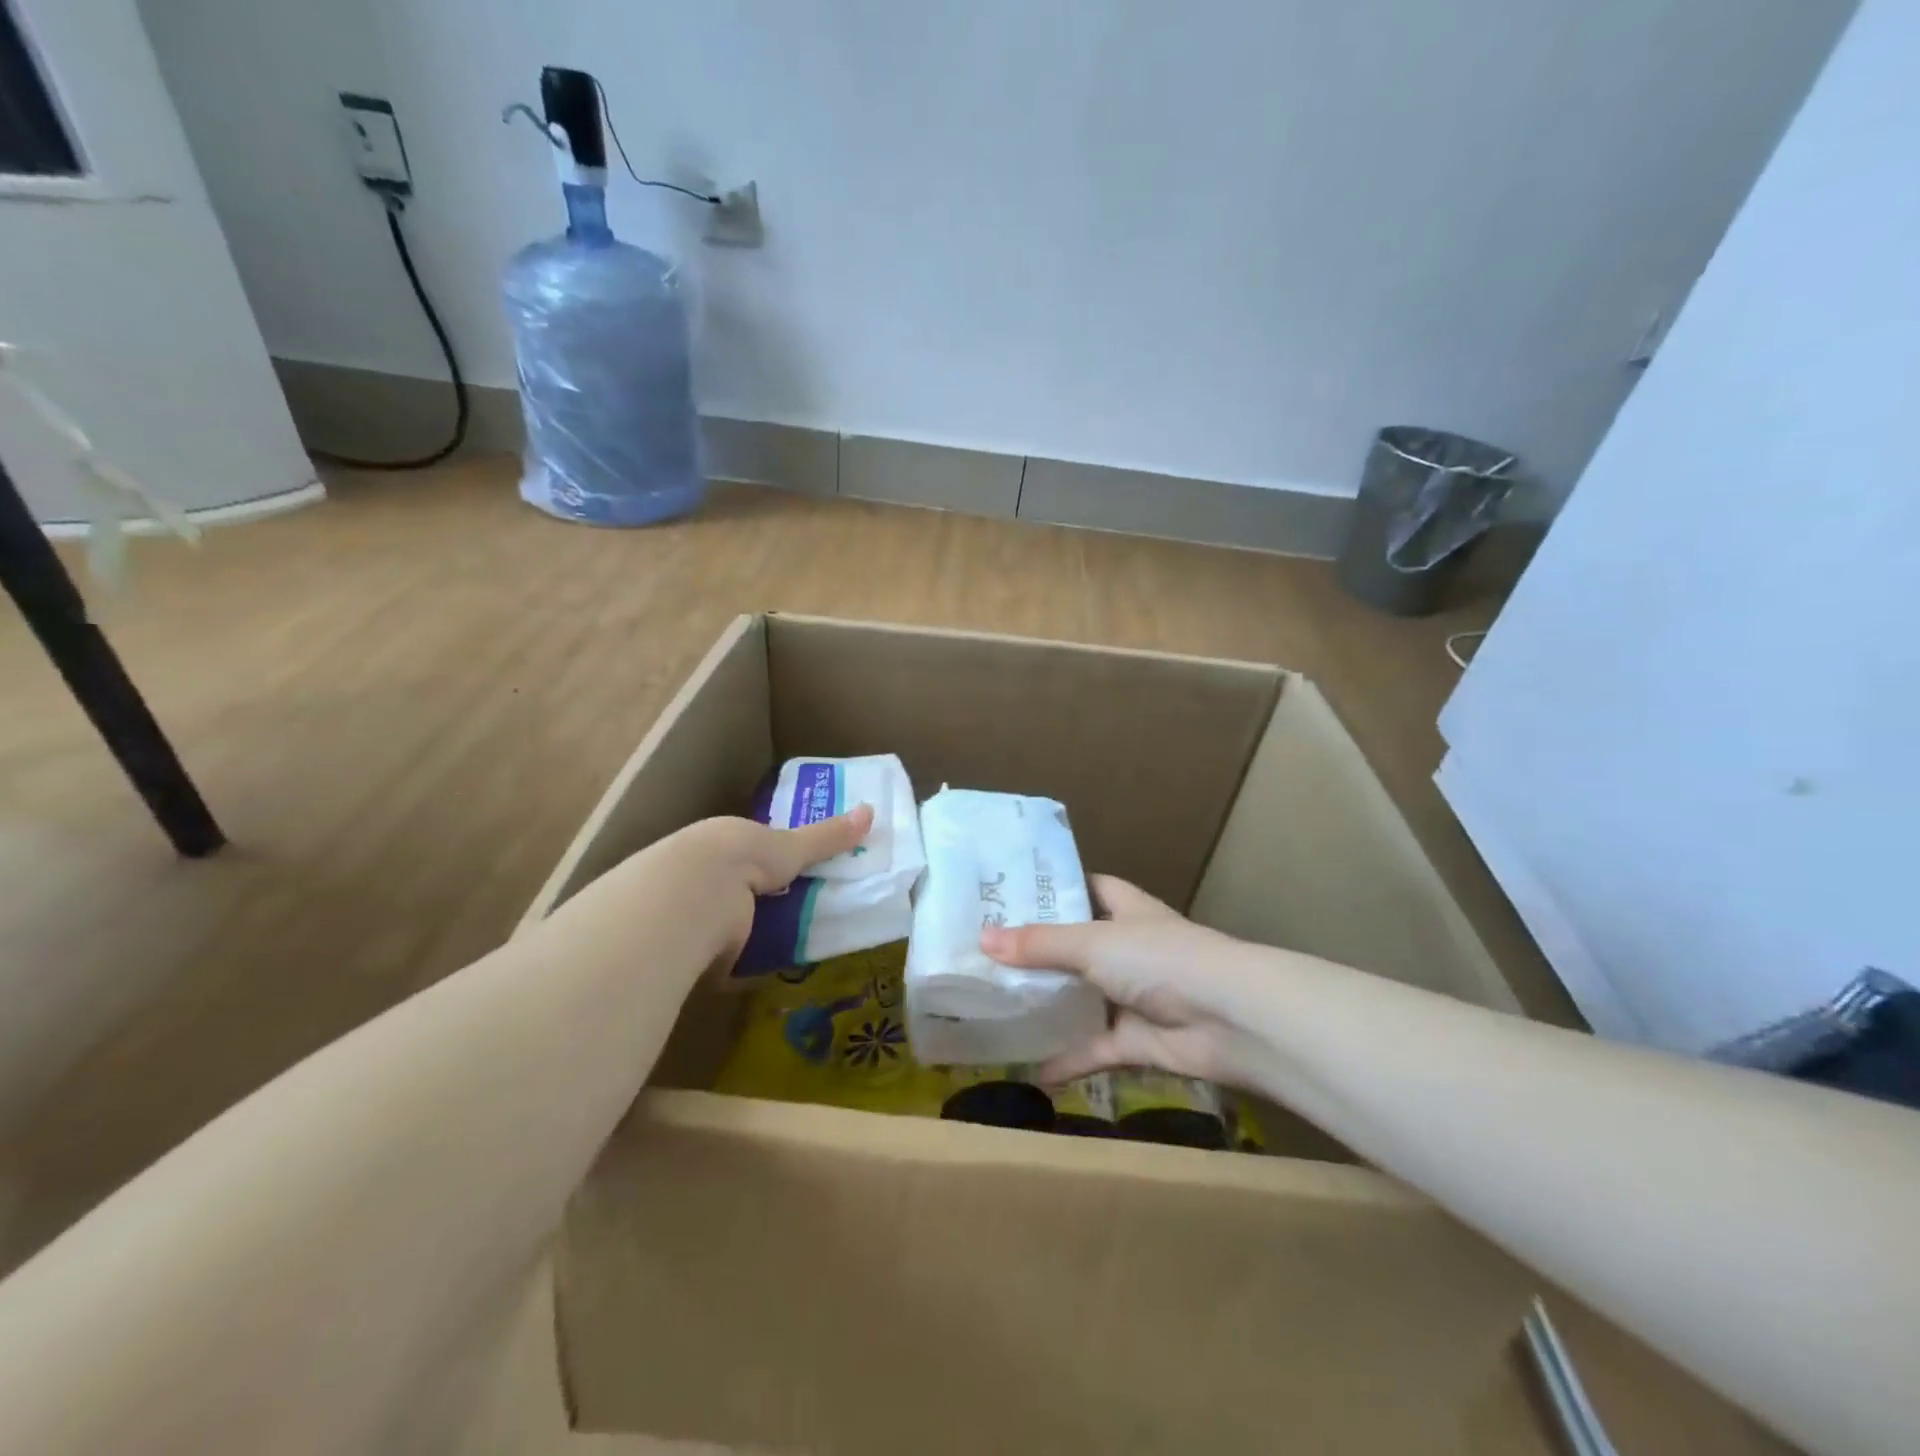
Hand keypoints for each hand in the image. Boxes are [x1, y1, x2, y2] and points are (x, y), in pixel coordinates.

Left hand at [657, 804, 873, 974]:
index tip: (796, 878)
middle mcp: (703, 874)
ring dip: (749, 935)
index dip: (772, 864)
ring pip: (726, 923)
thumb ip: (826, 837)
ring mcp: (691, 912)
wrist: (690, 897)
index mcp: (725, 842)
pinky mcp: (687, 949)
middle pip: (740, 890)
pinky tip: (759, 972)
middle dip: (763, 903)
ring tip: (788, 948)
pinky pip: (718, 958)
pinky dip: (737, 964)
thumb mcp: (790, 846)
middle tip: (801, 917)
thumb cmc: (741, 858)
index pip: (751, 852)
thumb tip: (871, 811)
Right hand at [980, 876, 1276, 1090]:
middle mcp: (1129, 948)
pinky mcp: (1137, 1040)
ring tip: (999, 1005)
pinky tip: (1032, 1068)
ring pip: (1083, 999)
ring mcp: (1134, 996)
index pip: (1088, 887)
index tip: (1013, 893)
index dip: (1056, 888)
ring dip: (1051, 1006)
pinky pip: (1095, 1049)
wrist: (1228, 1020)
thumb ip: (1039, 944)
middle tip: (988, 953)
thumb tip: (983, 940)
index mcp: (1126, 910)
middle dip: (1040, 951)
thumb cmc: (1160, 959)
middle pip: (1077, 945)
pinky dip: (1069, 1059)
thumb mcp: (1093, 943)